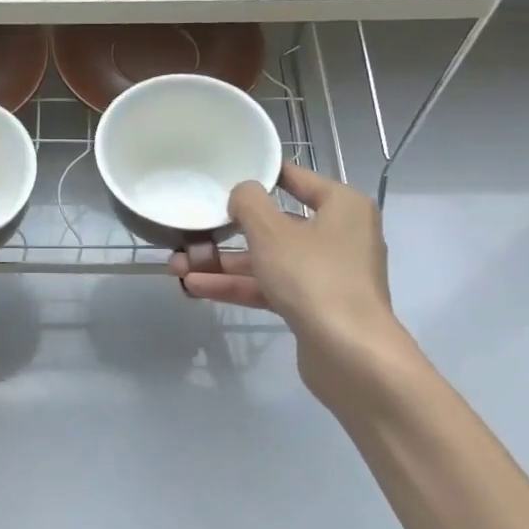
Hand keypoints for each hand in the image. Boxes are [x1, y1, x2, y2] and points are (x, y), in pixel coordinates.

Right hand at [171, 162, 407, 398]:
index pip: (298, 179)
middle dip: (230, 231)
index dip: (261, 175)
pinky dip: (238, 286)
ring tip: (178, 265)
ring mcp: (327, 274)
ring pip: (269, 260)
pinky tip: (196, 287)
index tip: (226, 173)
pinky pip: (271, 287)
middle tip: (193, 229)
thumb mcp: (271, 231)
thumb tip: (242, 193)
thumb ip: (249, 203)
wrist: (349, 354)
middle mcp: (339, 236)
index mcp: (342, 206)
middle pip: (277, 225)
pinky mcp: (314, 307)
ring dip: (224, 264)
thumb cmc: (313, 276)